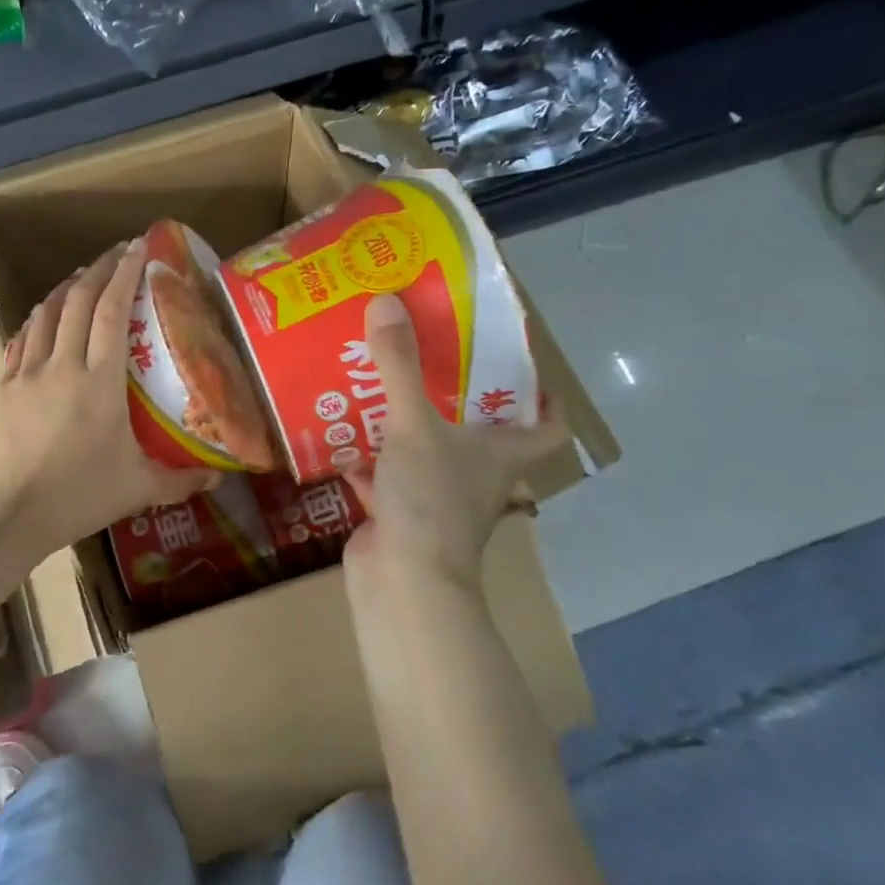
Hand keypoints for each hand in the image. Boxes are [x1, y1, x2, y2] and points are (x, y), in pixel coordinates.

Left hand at [0, 238, 217, 558]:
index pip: (112, 311)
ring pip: (47, 312)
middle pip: (79, 300)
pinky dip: (39, 317)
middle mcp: (63, 365)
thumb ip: (181, 480)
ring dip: (67, 287)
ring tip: (85, 276)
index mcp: (100, 381)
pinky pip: (23, 337)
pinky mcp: (6, 385)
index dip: (126, 273)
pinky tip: (47, 315)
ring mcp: (29, 372)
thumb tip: (219, 479)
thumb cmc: (79, 497)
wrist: (8, 515)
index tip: (138, 247)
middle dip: (100, 268)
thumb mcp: (138, 489)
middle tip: (119, 253)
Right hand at [344, 295, 568, 589]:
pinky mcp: (399, 515)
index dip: (546, 400)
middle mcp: (475, 476)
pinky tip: (338, 433)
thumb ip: (399, 365)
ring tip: (374, 382)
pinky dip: (365, 459)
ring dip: (403, 424)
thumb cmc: (430, 500)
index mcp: (500, 455)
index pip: (546, 427)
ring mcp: (436, 498)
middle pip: (477, 432)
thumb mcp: (414, 424)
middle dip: (453, 396)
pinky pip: (384, 476)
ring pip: (425, 451)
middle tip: (426, 353)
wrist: (402, 583)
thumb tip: (386, 302)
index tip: (524, 366)